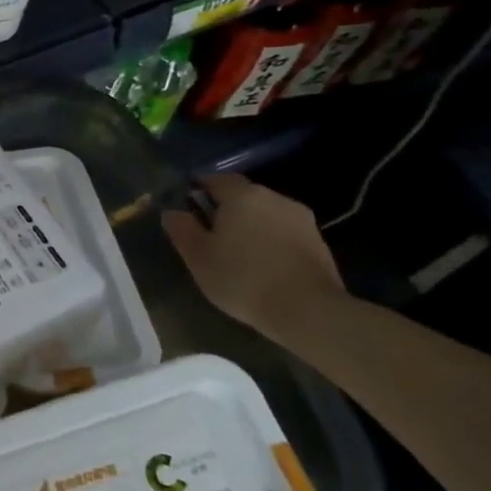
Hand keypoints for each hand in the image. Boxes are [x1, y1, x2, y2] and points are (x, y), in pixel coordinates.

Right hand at [162, 173, 346, 340]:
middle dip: (224, 208)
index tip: (186, 205)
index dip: (198, 188)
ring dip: (249, 224)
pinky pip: (283, 231)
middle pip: (242, 195)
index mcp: (242, 196)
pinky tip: (261, 263)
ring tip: (235, 251)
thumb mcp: (197, 256)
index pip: (215, 179)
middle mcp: (274, 198)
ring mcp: (301, 218)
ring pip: (264, 213)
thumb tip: (173, 212)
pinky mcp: (318, 241)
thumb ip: (181, 228)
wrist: (308, 311)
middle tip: (208, 232)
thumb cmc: (242, 278)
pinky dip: (268, 239)